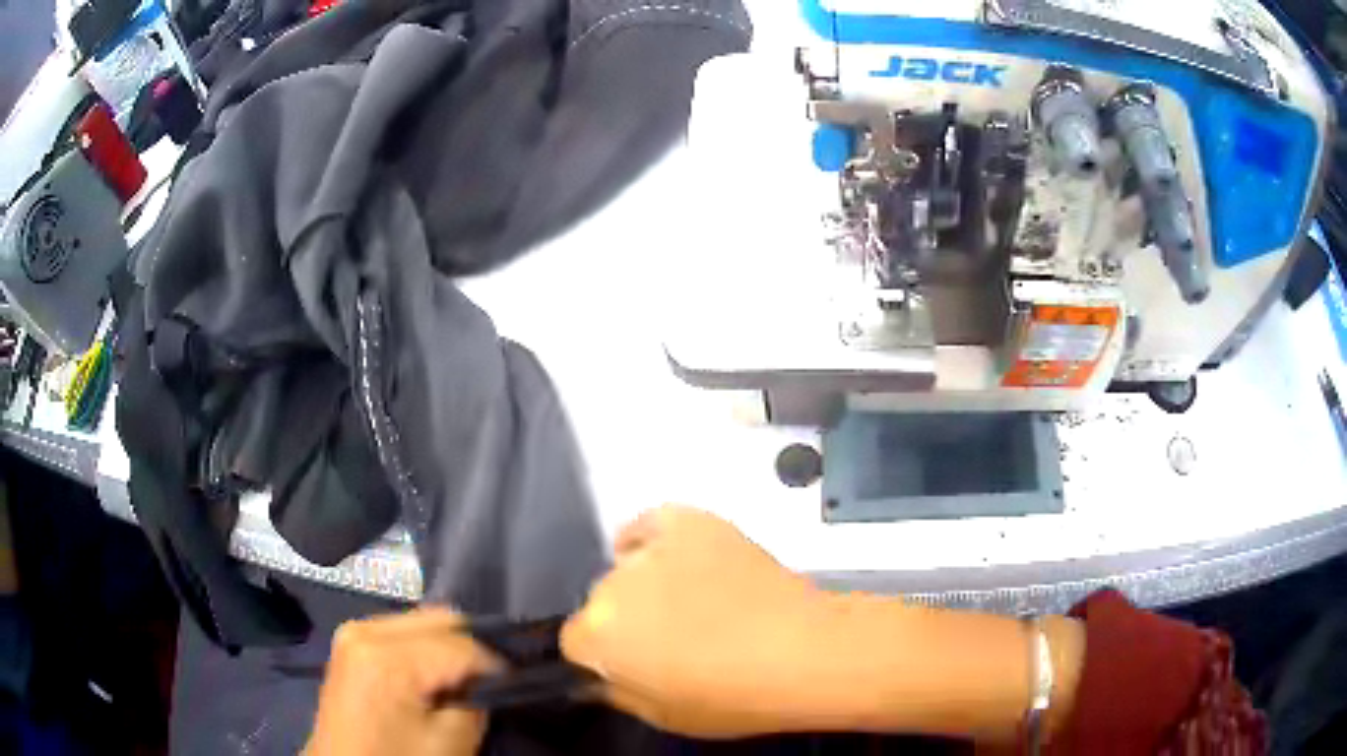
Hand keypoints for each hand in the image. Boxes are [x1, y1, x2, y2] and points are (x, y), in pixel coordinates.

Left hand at [305, 608, 501, 755]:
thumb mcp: (450, 743)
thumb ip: (475, 701)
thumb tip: (485, 679)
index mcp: (386, 656)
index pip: (463, 644)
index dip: (497, 666)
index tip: (513, 686)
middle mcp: (365, 629)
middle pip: (440, 618)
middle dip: (471, 649)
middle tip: (489, 682)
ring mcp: (353, 632)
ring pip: (422, 621)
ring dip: (448, 647)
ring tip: (459, 682)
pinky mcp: (351, 643)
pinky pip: (401, 631)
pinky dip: (425, 649)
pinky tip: (430, 678)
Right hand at [561, 505, 830, 738]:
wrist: (801, 651)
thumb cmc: (732, 697)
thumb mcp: (661, 715)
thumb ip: (615, 691)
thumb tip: (599, 676)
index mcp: (596, 636)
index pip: (575, 641)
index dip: (604, 656)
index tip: (633, 663)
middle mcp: (609, 586)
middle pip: (602, 601)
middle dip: (626, 620)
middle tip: (671, 635)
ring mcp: (650, 548)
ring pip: (628, 566)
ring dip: (646, 583)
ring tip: (692, 598)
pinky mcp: (687, 519)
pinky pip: (653, 525)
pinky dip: (658, 539)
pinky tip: (681, 559)